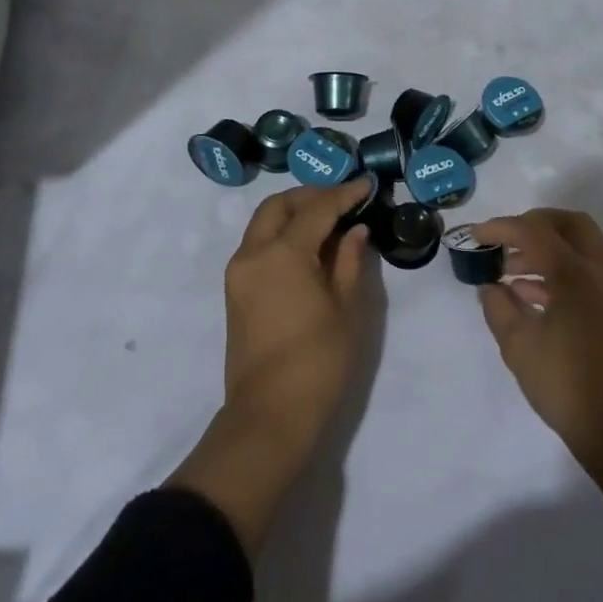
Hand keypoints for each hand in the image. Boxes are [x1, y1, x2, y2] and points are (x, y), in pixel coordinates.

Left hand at [169, 178, 376, 551]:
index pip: (316, 209)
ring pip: (263, 223)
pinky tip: (309, 247)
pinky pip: (258, 245)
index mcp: (283, 254)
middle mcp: (253, 254)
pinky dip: (281, 234)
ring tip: (329, 222)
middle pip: (279, 206)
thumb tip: (355, 230)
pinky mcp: (235, 290)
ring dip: (293, 213)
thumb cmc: (318, 362)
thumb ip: (350, 261)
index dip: (343, 194)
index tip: (367, 185)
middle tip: (343, 200)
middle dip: (311, 196)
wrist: (269, 416)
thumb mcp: (346, 309)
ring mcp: (239, 272)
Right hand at [474, 209, 602, 470]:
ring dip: (546, 247)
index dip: (501, 228)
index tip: (476, 237)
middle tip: (505, 241)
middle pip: (569, 223)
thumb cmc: (566, 387)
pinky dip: (560, 268)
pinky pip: (587, 269)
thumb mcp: (519, 346)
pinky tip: (529, 294)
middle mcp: (602, 272)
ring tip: (510, 271)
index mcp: (577, 275)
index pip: (534, 231)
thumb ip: (498, 306)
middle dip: (533, 224)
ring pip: (580, 245)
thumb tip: (490, 286)